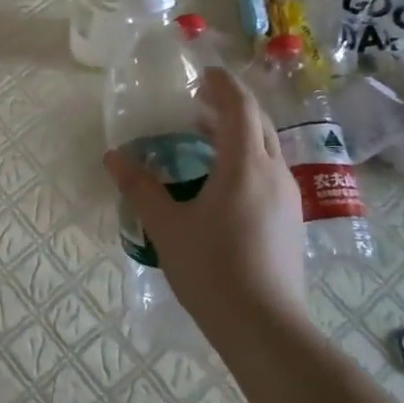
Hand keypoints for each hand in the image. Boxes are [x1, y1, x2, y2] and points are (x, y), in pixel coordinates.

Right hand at [104, 67, 307, 324]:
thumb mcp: (167, 227)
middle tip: (199, 103)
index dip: (222, 85)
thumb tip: (113, 157)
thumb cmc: (212, 269)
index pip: (240, 108)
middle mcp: (274, 173)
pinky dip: (246, 159)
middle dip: (231, 106)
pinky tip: (222, 182)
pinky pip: (268, 172)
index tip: (202, 74)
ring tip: (205, 138)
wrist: (265, 328)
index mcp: (246, 165)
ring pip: (266, 149)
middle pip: (258, 124)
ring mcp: (288, 199)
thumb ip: (140, 187)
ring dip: (239, 133)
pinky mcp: (290, 221)